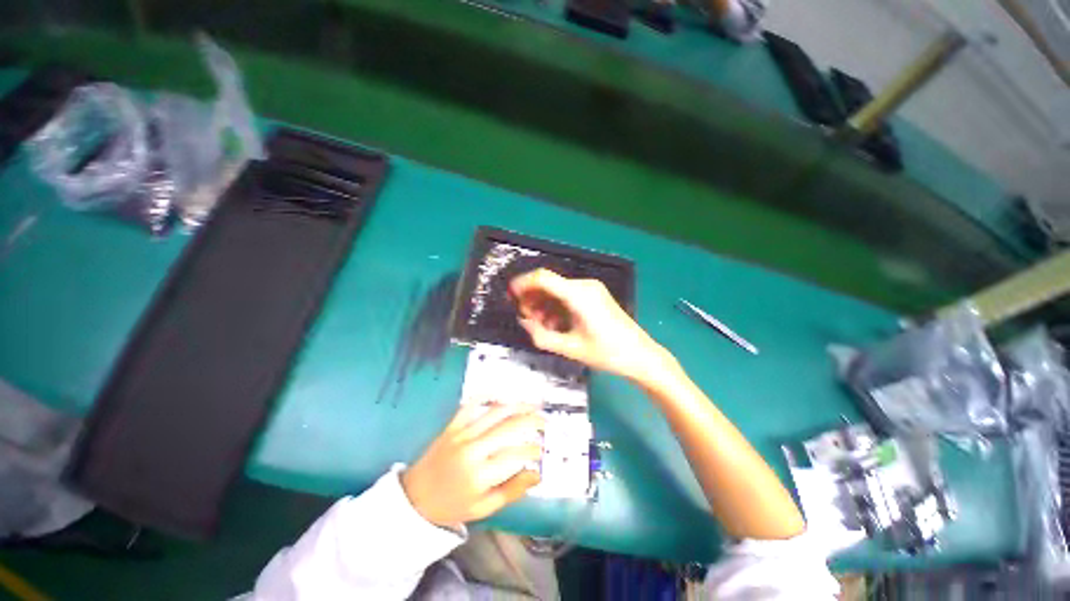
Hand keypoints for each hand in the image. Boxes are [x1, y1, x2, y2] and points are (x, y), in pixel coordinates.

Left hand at [401, 404, 542, 529]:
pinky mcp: (452, 426)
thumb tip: (536, 475)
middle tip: (544, 420)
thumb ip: (512, 491)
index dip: (533, 450)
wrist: (414, 499)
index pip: (515, 454)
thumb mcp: (483, 508)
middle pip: (508, 427)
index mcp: (480, 474)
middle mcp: (472, 449)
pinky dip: (485, 397)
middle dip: (531, 420)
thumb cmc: (451, 506)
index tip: (542, 450)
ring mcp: (461, 434)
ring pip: (494, 412)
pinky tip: (499, 394)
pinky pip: (470, 405)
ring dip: (516, 405)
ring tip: (531, 404)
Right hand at [509, 269, 670, 380]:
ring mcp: (591, 290)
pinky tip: (554, 324)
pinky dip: (556, 307)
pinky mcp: (594, 296)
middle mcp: (584, 286)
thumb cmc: (606, 353)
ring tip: (539, 325)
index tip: (510, 295)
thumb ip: (541, 336)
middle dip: (532, 298)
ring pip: (557, 290)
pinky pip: (568, 296)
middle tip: (525, 317)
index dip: (522, 283)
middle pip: (549, 283)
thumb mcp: (569, 348)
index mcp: (577, 295)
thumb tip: (524, 322)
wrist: (640, 355)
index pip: (543, 278)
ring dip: (544, 304)